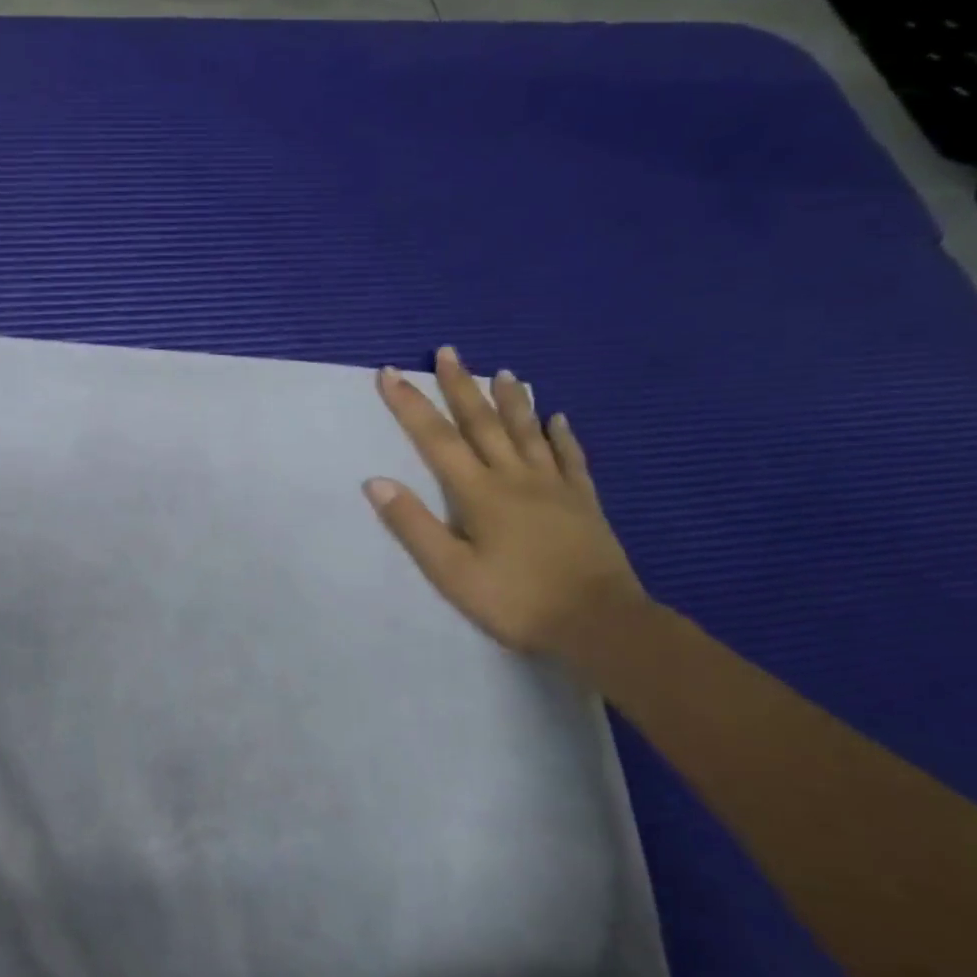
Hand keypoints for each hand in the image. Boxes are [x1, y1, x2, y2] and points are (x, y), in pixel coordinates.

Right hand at [364, 347, 647, 658]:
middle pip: (483, 423)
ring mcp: (554, 487)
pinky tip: (559, 417)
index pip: (437, 439)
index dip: (410, 404)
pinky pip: (570, 458)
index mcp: (479, 493)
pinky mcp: (583, 502)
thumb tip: (376, 481)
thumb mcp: (451, 571)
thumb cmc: (516, 600)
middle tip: (448, 352)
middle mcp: (515, 477)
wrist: (600, 625)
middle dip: (460, 386)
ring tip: (503, 371)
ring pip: (528, 431)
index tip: (391, 373)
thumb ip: (413, 525)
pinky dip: (561, 434)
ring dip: (512, 400)